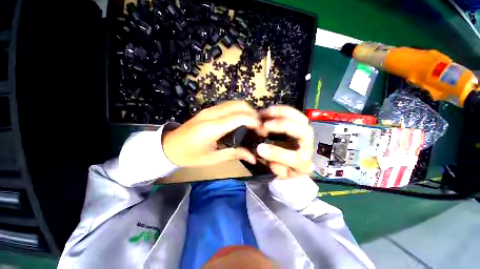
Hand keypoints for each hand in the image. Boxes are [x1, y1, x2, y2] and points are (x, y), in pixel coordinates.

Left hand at [162, 101, 261, 166]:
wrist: (168, 146)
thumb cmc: (189, 156)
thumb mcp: (212, 159)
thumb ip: (234, 154)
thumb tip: (253, 157)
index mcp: (212, 128)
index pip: (240, 117)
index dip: (255, 122)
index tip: (262, 131)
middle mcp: (212, 114)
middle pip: (240, 105)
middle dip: (254, 114)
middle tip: (259, 127)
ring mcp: (209, 109)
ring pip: (235, 103)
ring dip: (247, 110)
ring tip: (252, 124)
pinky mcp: (208, 109)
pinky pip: (228, 105)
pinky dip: (239, 110)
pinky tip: (241, 120)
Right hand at [256, 105, 313, 177]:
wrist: (296, 159)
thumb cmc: (286, 166)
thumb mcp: (280, 173)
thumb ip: (277, 169)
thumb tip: (272, 163)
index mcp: (304, 163)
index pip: (295, 159)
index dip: (277, 153)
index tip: (259, 148)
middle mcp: (308, 146)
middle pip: (303, 134)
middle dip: (282, 127)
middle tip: (264, 126)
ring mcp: (307, 132)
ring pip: (300, 120)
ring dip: (281, 114)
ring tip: (264, 114)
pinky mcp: (303, 124)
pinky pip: (295, 113)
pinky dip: (282, 110)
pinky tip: (269, 110)